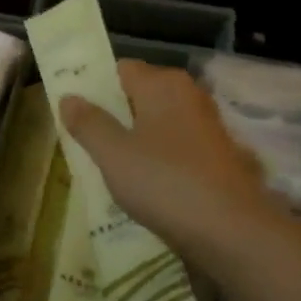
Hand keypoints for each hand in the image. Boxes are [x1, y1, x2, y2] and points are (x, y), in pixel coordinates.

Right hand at [59, 61, 275, 261]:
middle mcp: (189, 96)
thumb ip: (88, 123)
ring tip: (108, 167)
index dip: (94, 87)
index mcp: (163, 84)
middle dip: (113, 116)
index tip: (73, 112)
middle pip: (140, 96)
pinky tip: (142, 186)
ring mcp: (207, 127)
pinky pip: (175, 149)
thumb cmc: (164, 182)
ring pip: (158, 124)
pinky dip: (157, 160)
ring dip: (134, 141)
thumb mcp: (113, 154)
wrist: (231, 231)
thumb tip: (68, 97)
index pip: (120, 69)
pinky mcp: (217, 157)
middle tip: (83, 142)